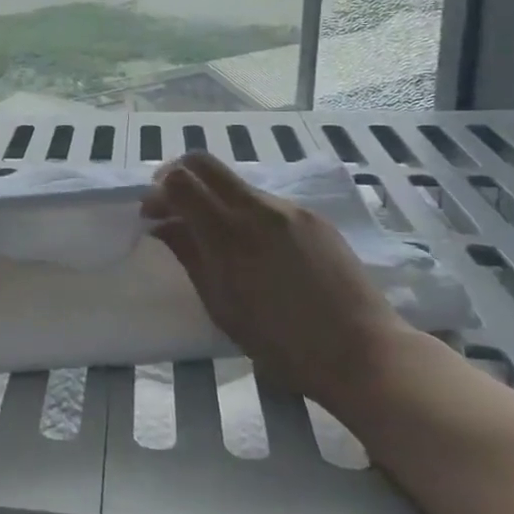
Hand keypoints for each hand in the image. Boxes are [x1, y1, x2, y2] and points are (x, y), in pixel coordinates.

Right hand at [143, 151, 414, 414]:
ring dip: (213, 196)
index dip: (157, 191)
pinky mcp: (312, 217)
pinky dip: (244, 211)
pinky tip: (254, 246)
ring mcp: (289, 209)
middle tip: (172, 205)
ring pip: (235, 182)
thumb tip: (162, 225)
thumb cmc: (280, 343)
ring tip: (214, 233)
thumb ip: (188, 255)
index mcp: (228, 235)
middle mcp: (257, 209)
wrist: (360, 351)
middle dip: (178, 175)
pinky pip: (265, 201)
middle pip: (203, 162)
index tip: (152, 214)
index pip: (179, 181)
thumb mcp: (220, 304)